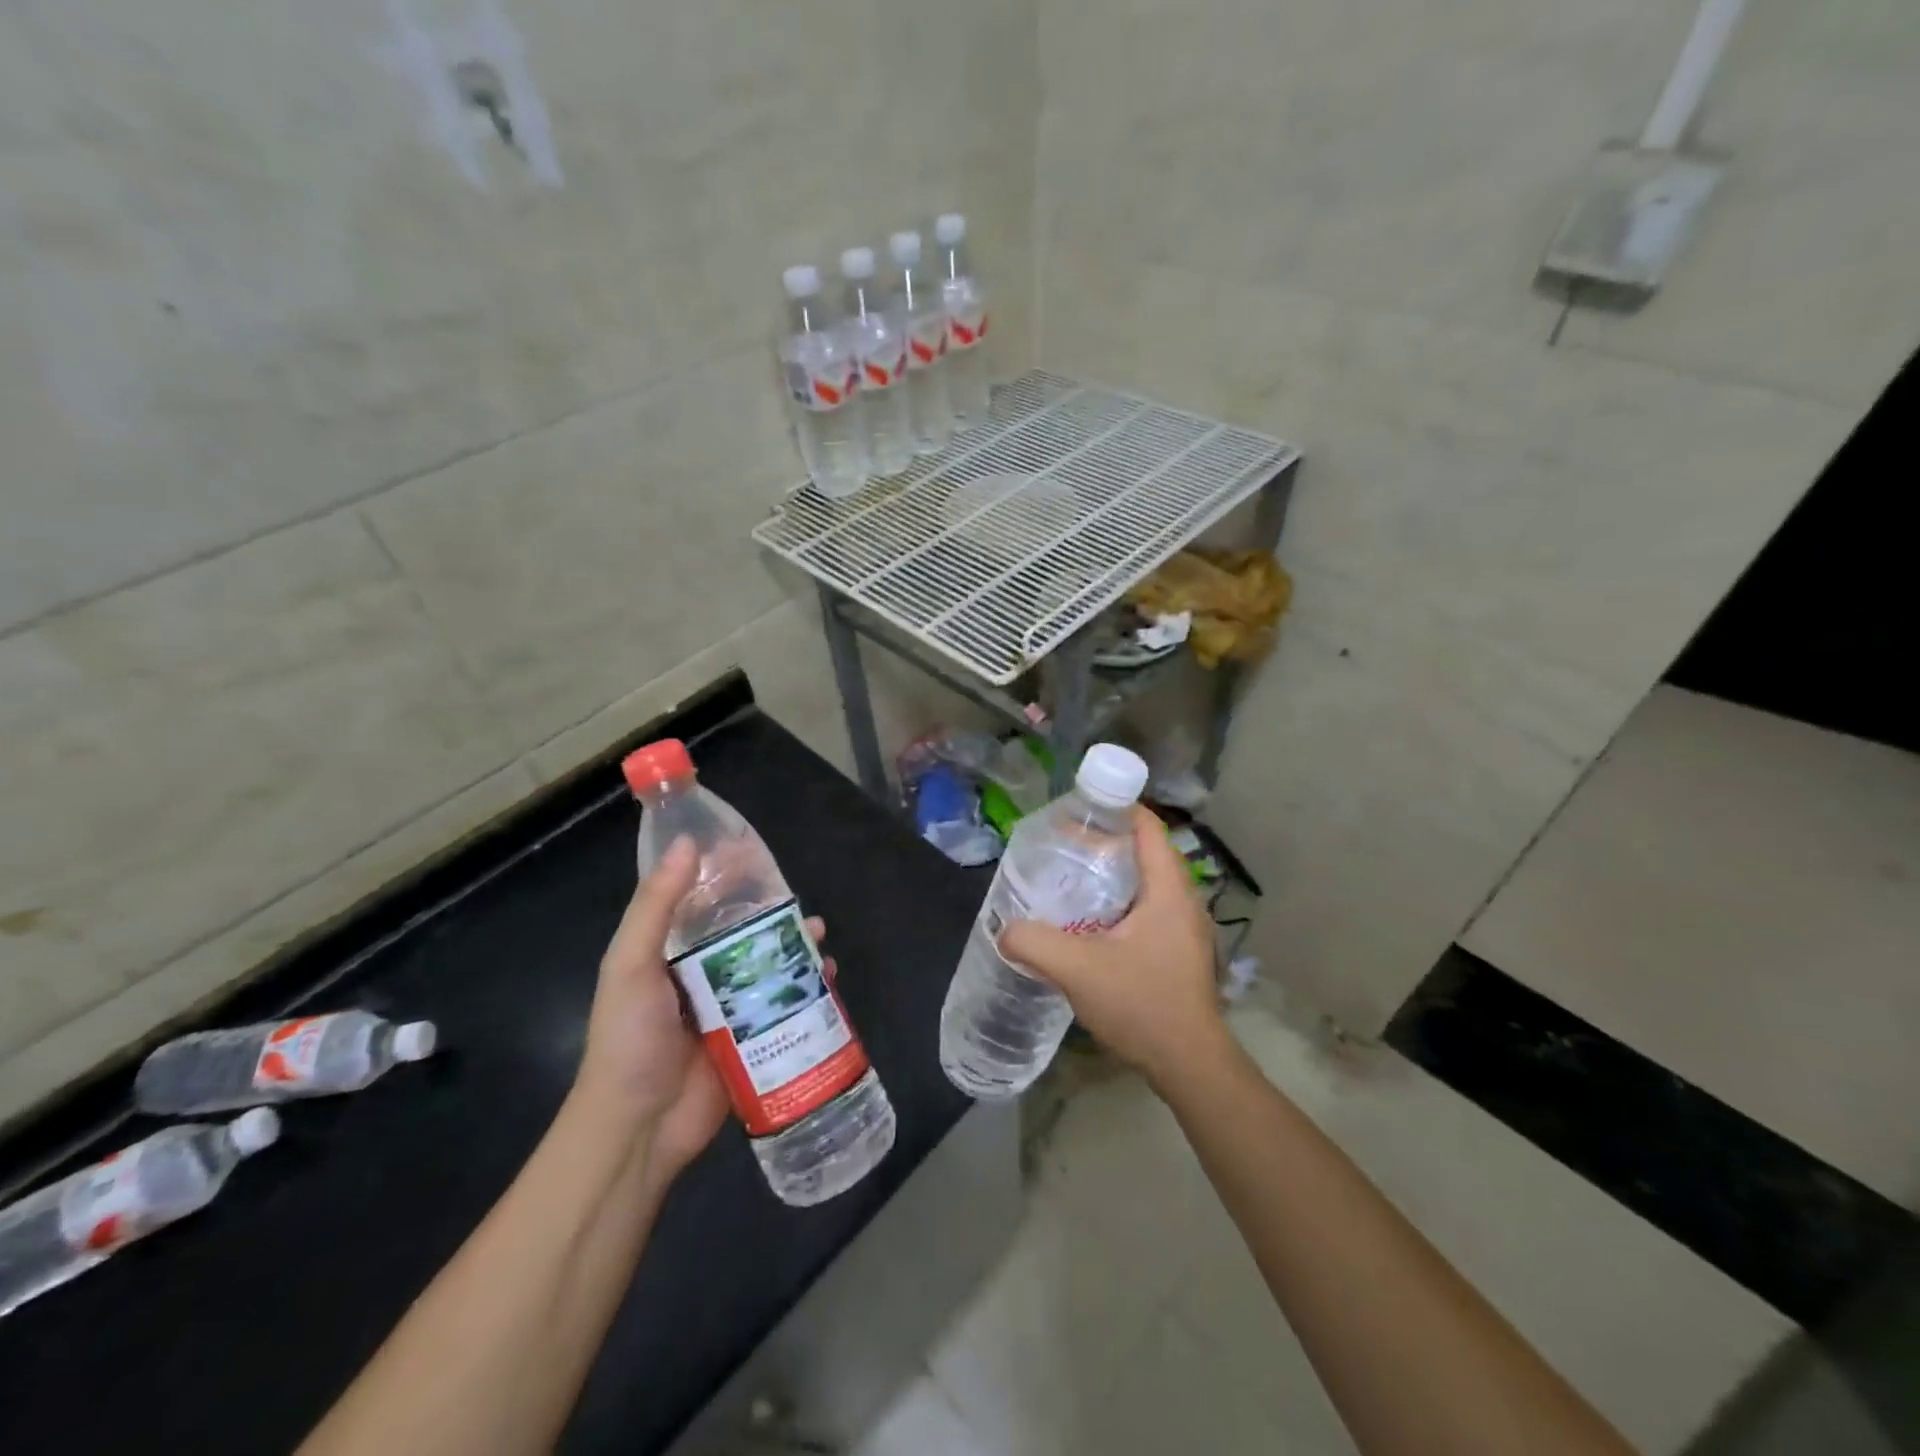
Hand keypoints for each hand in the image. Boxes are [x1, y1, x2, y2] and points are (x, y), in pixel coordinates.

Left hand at [577, 839, 833, 1182]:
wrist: (639, 1128)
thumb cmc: (630, 1040)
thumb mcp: (630, 965)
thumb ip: (655, 907)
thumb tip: (686, 844)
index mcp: (668, 953)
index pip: (699, 901)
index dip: (723, 873)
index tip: (749, 848)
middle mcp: (702, 974)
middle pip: (742, 930)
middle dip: (769, 909)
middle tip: (796, 894)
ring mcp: (731, 1007)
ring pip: (770, 962)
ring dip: (795, 944)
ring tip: (818, 932)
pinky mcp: (755, 1037)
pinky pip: (787, 1002)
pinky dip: (810, 985)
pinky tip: (828, 974)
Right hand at [1000, 806, 1228, 1091]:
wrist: (1189, 1065)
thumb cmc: (1142, 1005)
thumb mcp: (1078, 969)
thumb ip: (1034, 942)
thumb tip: (1004, 930)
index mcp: (1168, 890)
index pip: (1147, 827)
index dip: (1115, 809)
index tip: (1077, 810)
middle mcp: (1182, 901)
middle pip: (1144, 852)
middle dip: (1104, 844)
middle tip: (1061, 848)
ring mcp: (1184, 928)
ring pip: (1145, 883)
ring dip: (1110, 876)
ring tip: (1069, 880)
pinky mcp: (1178, 951)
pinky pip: (1146, 909)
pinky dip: (1117, 903)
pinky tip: (1088, 924)